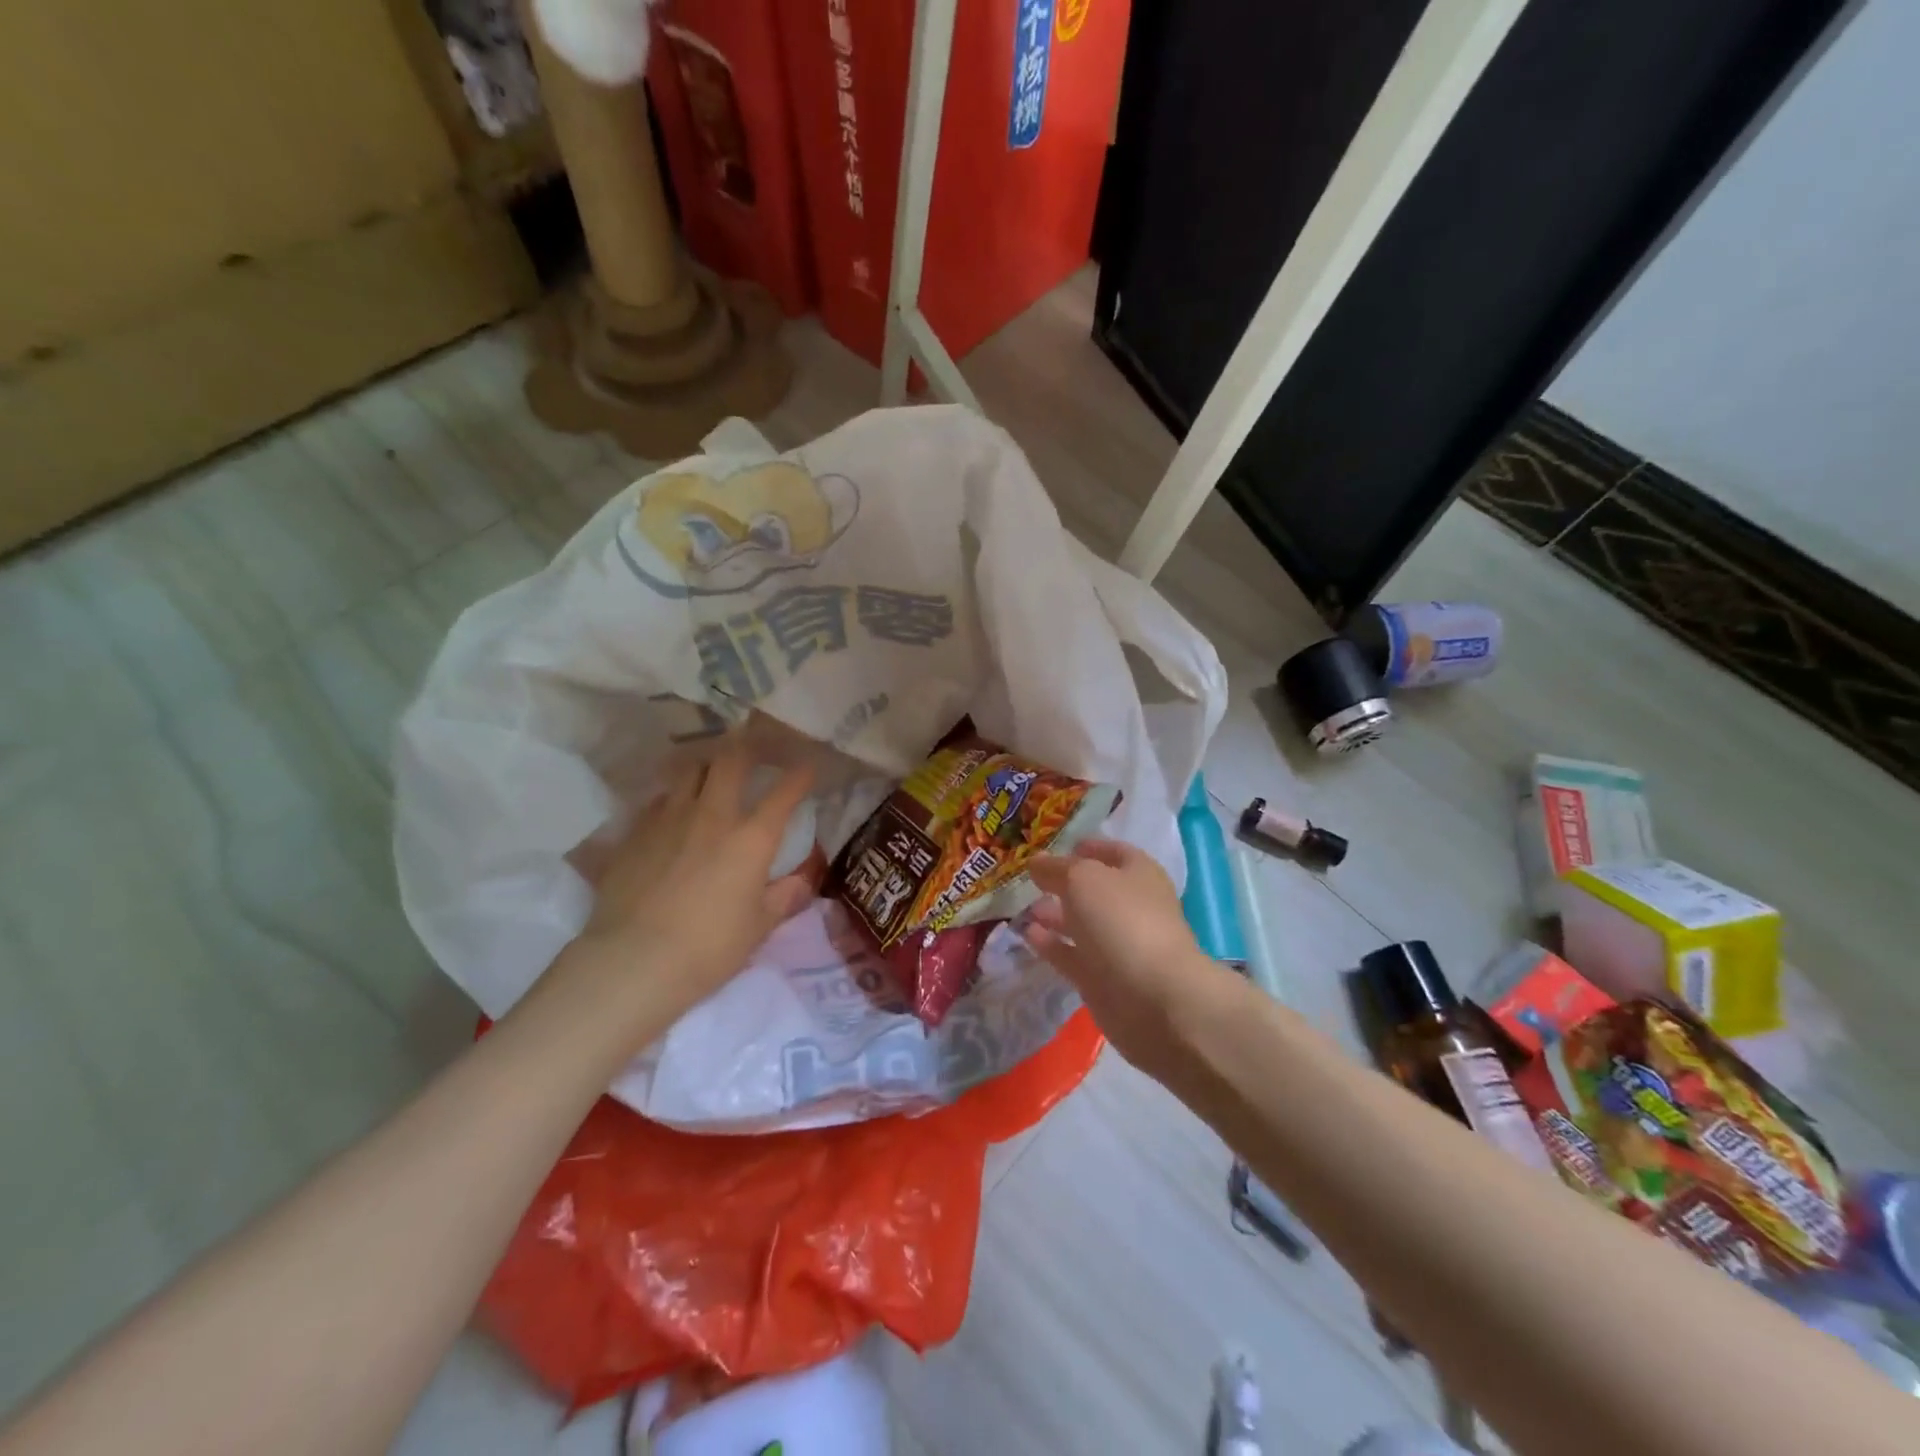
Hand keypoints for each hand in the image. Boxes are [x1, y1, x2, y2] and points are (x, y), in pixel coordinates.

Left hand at [563, 743, 815, 1026]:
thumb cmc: (709, 948)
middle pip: (731, 760)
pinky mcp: (634, 833)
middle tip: (755, 748)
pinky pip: (658, 801)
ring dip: (706, 766)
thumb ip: (783, 897)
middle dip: (748, 748)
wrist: (633, 961)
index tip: (807, 766)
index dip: (800, 775)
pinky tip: (672, 813)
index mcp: (751, 838)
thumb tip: (802, 881)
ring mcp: (668, 819)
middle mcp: (712, 816)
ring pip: (689, 771)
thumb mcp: (758, 928)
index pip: (784, 793)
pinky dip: (672, 799)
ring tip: (712, 772)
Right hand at [1024, 839, 1221, 1071]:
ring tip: (1021, 907)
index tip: (1053, 847)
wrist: (1154, 999)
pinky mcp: (1102, 978)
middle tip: (1028, 879)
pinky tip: (1026, 934)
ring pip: (1081, 923)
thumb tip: (1036, 862)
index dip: (1086, 847)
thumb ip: (1056, 868)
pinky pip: (1071, 954)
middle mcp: (1130, 906)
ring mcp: (1118, 944)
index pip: (1112, 851)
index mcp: (1138, 873)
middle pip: (1094, 889)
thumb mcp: (1083, 879)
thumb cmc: (1122, 921)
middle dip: (1063, 883)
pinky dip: (1051, 944)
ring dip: (1054, 914)